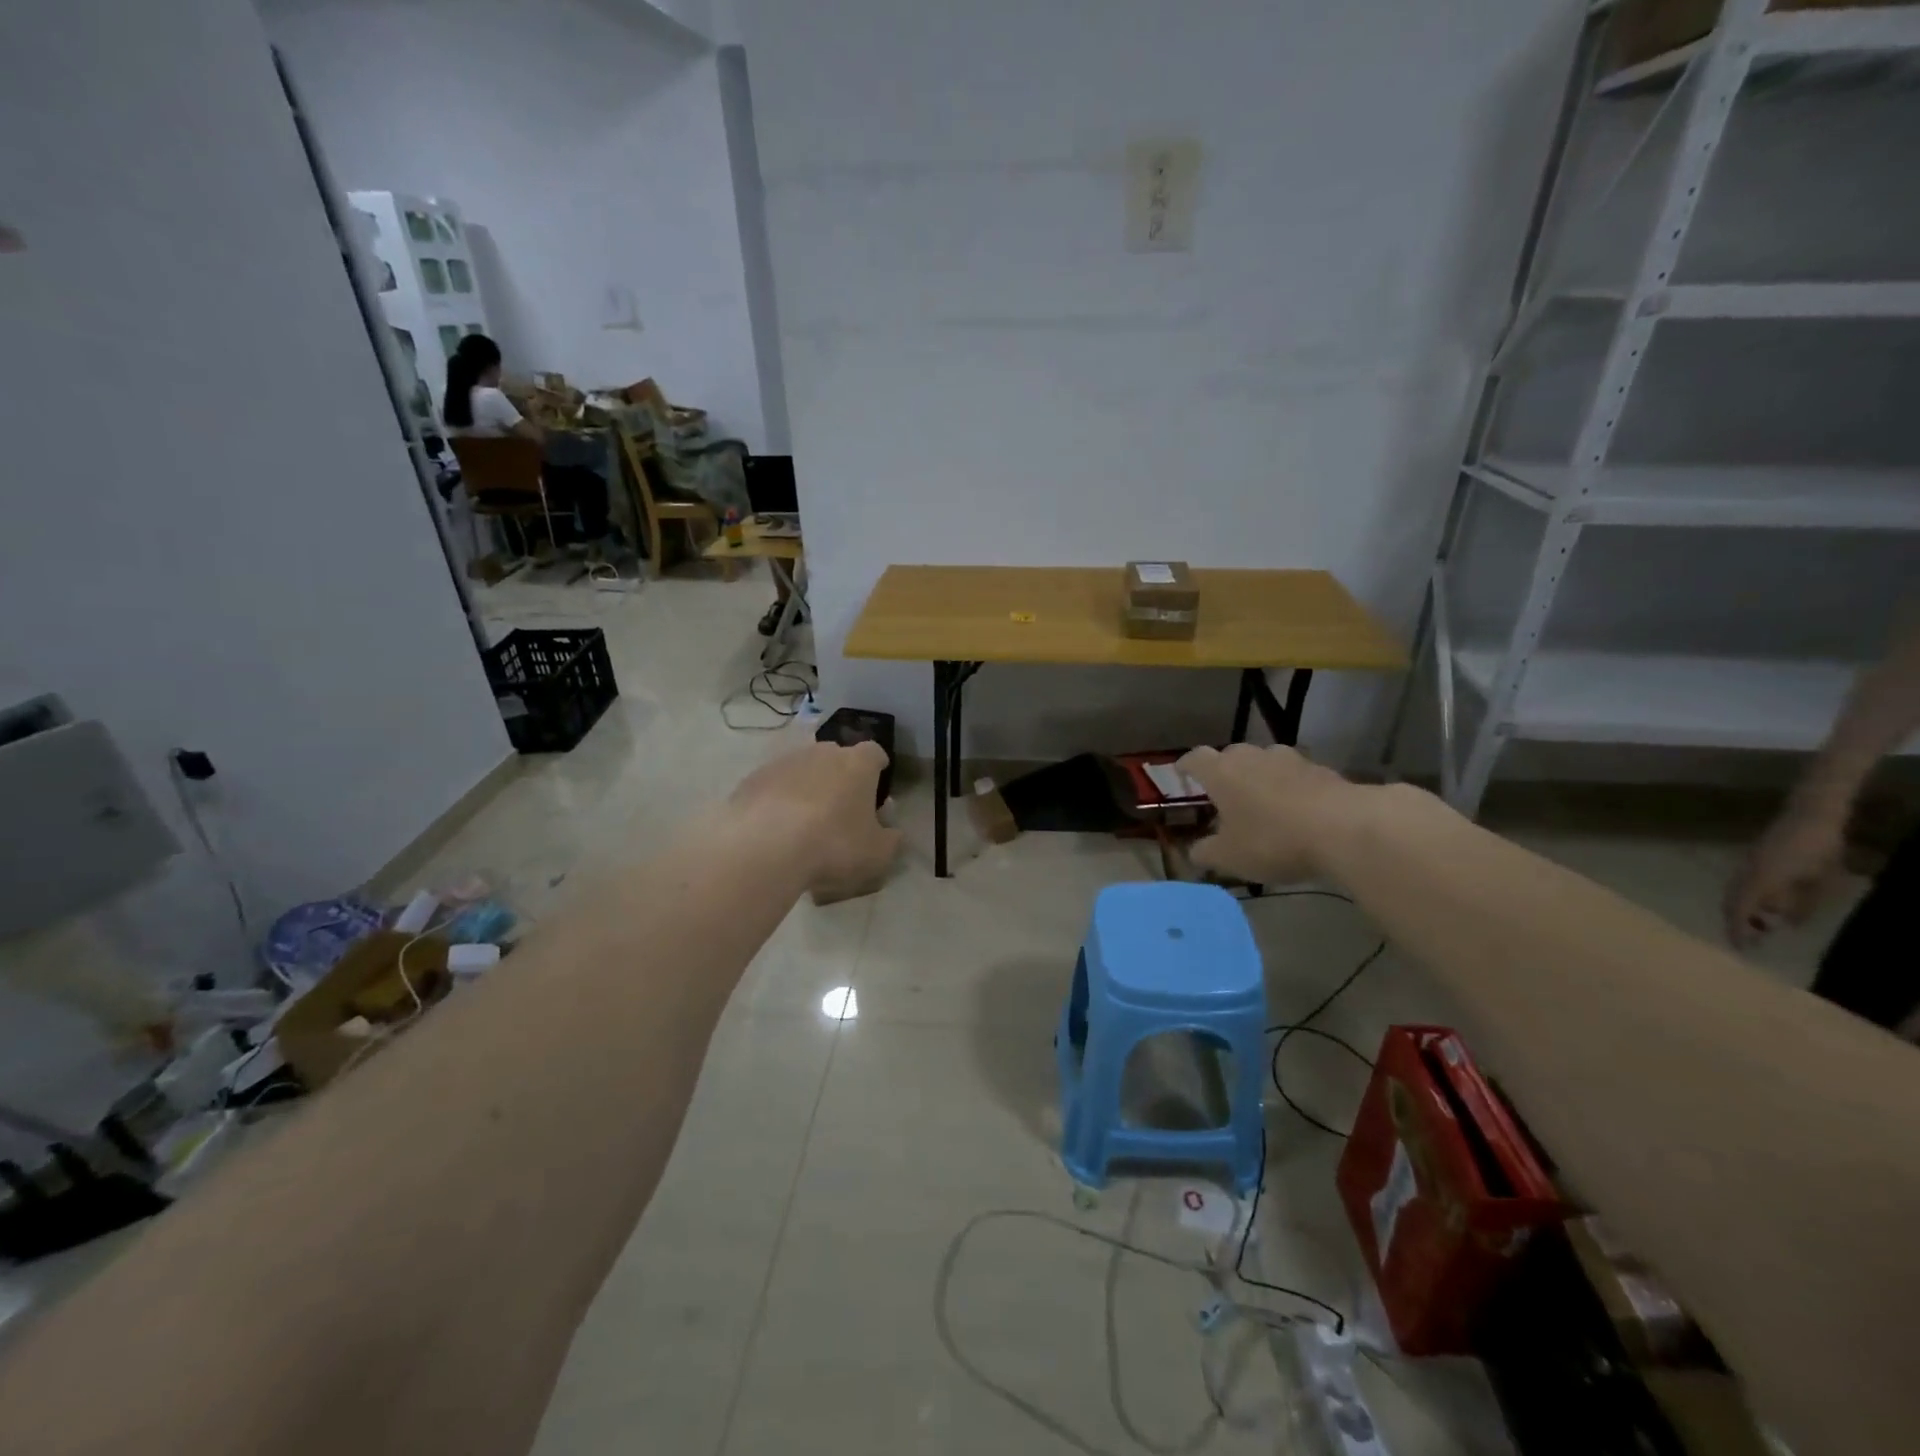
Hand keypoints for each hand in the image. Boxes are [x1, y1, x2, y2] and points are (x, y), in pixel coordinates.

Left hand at [726, 740, 900, 898]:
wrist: (764, 847)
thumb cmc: (833, 846)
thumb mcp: (878, 854)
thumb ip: (890, 839)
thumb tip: (891, 831)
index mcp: (858, 764)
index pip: (874, 753)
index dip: (877, 767)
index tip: (877, 785)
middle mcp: (821, 753)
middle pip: (836, 757)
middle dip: (840, 776)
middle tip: (840, 808)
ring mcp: (783, 762)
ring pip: (802, 769)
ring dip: (807, 787)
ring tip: (803, 822)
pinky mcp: (752, 778)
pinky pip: (773, 786)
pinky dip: (777, 800)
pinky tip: (774, 828)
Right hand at [1176, 744, 1360, 883]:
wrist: (1345, 829)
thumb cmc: (1272, 840)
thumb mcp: (1229, 857)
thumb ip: (1206, 853)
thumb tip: (1194, 853)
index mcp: (1222, 772)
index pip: (1195, 758)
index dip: (1186, 766)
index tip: (1180, 773)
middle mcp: (1252, 757)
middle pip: (1231, 756)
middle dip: (1225, 773)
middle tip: (1224, 795)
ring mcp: (1290, 760)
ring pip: (1265, 763)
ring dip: (1260, 778)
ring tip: (1262, 802)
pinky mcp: (1322, 770)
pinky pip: (1296, 776)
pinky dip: (1290, 789)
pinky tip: (1297, 812)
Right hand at [1724, 802, 1846, 948]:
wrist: (1810, 816)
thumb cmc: (1819, 848)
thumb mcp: (1821, 880)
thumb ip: (1803, 904)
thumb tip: (1785, 923)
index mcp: (1760, 881)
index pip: (1740, 910)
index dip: (1737, 930)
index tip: (1740, 948)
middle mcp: (1746, 874)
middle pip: (1730, 902)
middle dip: (1735, 922)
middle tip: (1748, 941)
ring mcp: (1746, 865)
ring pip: (1734, 893)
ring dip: (1740, 911)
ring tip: (1757, 925)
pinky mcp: (1751, 860)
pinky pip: (1741, 884)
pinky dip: (1746, 899)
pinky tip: (1764, 905)